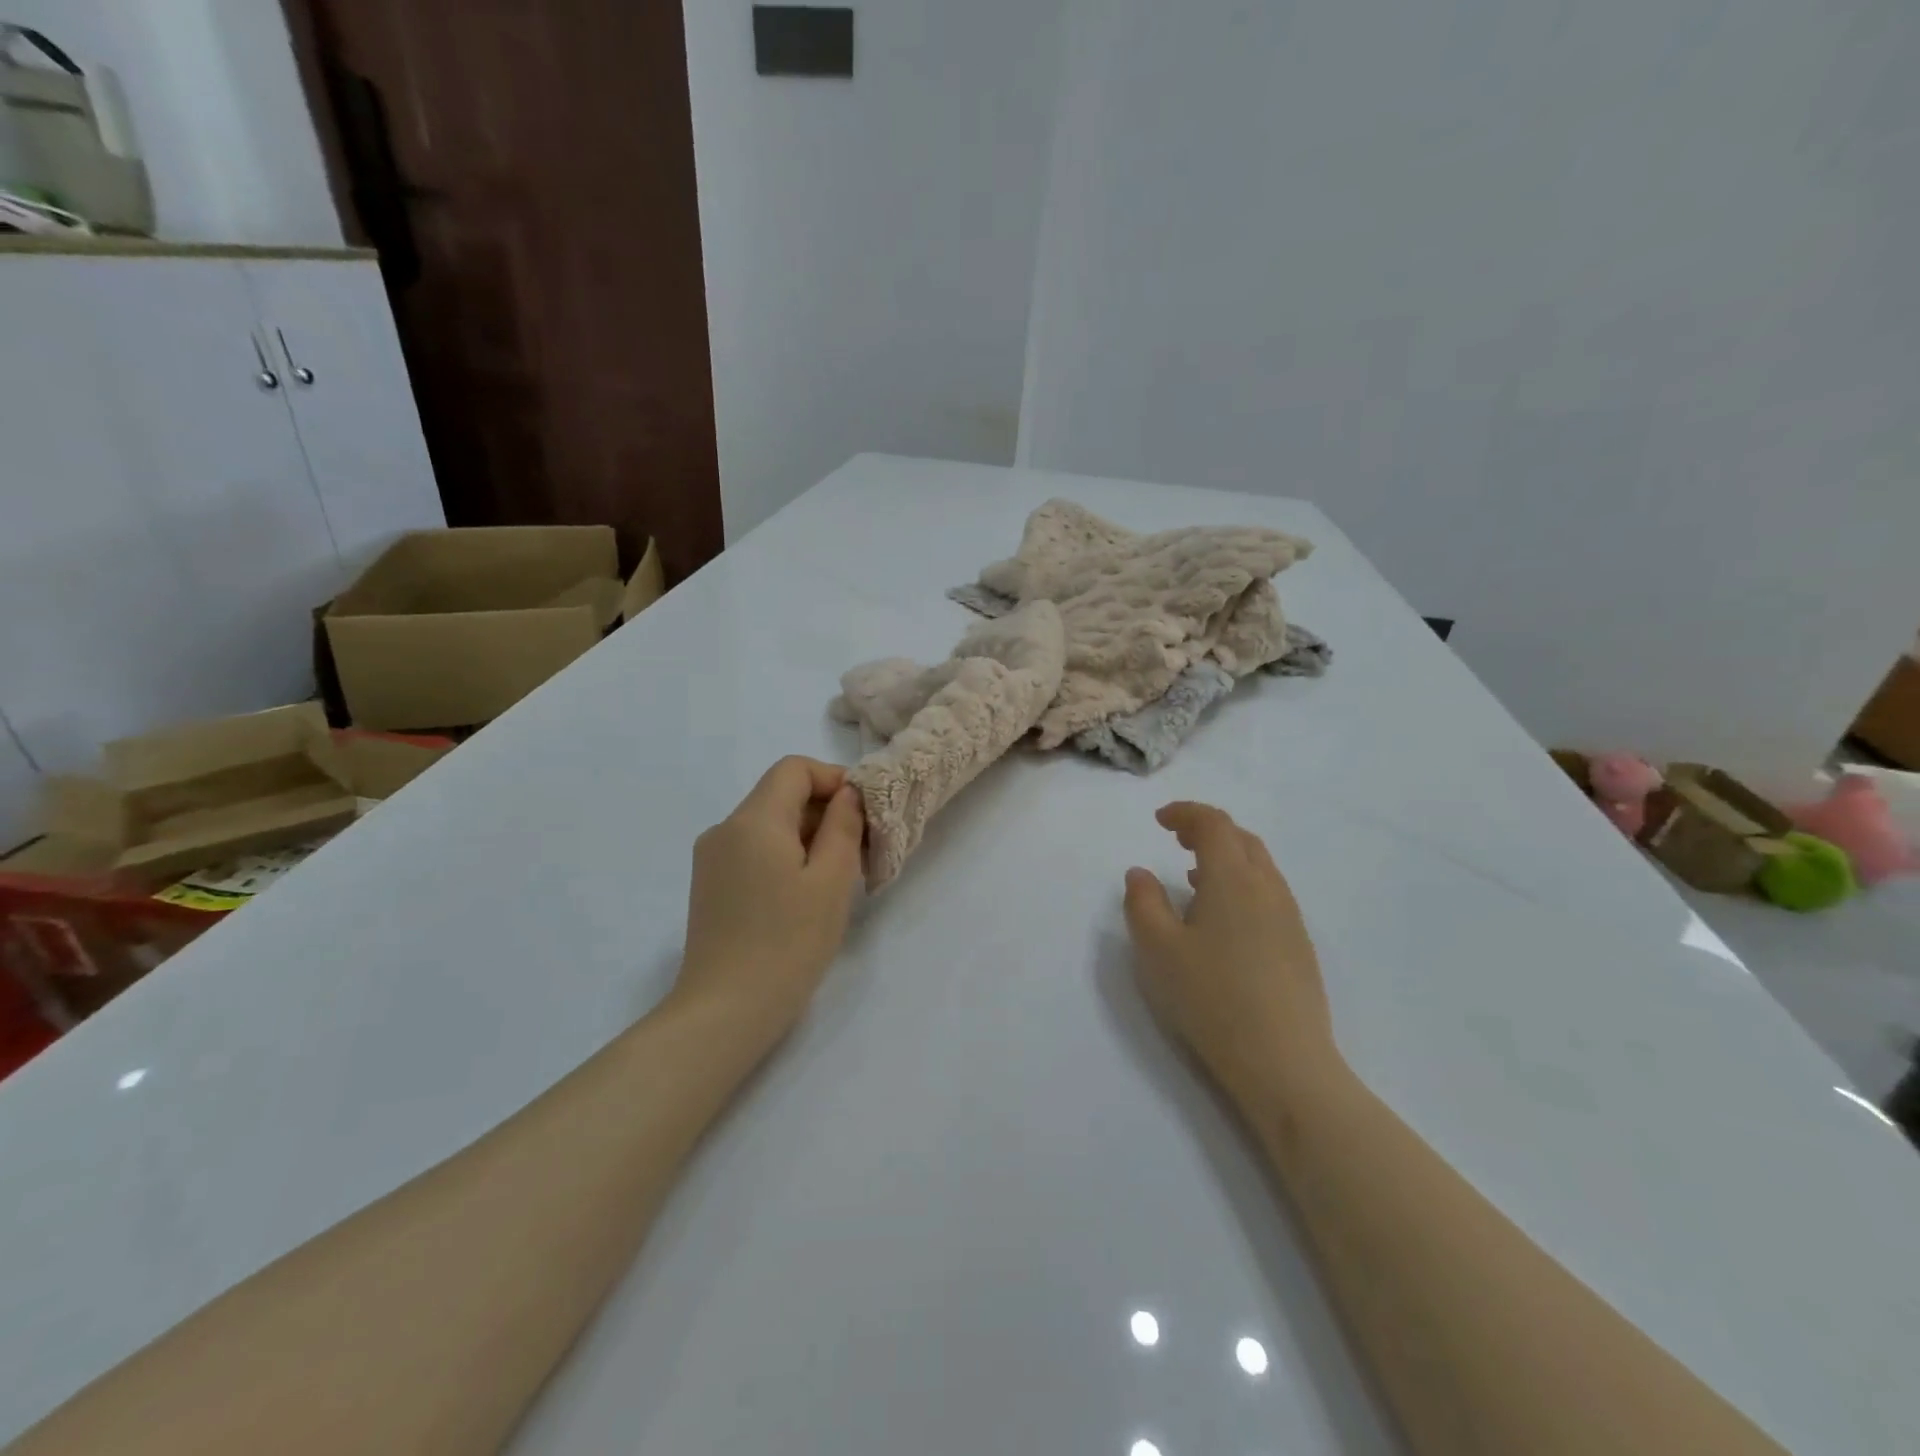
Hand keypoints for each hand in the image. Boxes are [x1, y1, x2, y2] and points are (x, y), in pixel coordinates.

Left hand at [676, 757, 865, 1037]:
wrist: (724, 1012)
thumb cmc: (788, 943)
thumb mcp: (831, 880)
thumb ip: (843, 825)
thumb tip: (847, 793)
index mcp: (753, 820)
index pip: (794, 769)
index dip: (833, 779)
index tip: (863, 813)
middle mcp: (725, 829)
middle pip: (780, 795)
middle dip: (824, 811)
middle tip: (861, 851)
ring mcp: (712, 859)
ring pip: (769, 825)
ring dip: (807, 837)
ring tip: (837, 878)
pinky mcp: (710, 886)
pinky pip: (754, 851)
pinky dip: (785, 856)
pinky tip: (804, 895)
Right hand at [1123, 803, 1337, 1103]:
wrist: (1284, 1061)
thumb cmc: (1212, 997)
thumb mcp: (1158, 949)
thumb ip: (1143, 903)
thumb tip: (1140, 873)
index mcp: (1233, 879)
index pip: (1214, 824)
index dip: (1186, 813)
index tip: (1159, 820)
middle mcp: (1268, 888)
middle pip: (1241, 839)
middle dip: (1207, 830)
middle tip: (1176, 839)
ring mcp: (1290, 917)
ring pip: (1259, 867)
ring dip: (1226, 858)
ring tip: (1194, 878)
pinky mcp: (1299, 945)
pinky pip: (1268, 894)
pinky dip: (1242, 885)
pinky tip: (1222, 919)